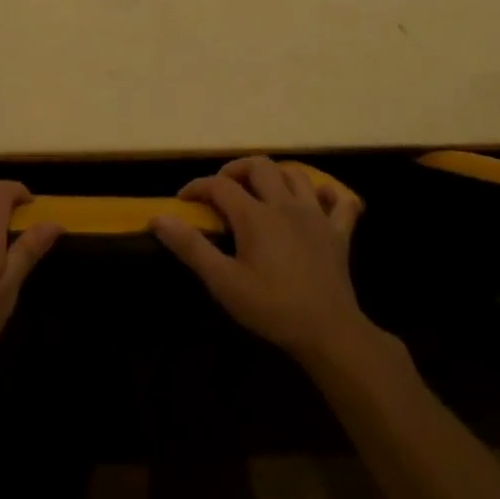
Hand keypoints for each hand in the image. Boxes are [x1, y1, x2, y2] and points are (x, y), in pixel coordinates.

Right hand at [152, 157, 367, 361]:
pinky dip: (328, 195)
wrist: (328, 331)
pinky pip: (341, 202)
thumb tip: (158, 218)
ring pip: (297, 175)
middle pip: (260, 166)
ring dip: (276, 176)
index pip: (220, 185)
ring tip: (261, 192)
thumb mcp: (223, 281)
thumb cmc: (271, 307)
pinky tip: (317, 202)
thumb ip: (191, 247)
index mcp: (255, 215)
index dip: (198, 187)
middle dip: (236, 170)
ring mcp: (316, 216)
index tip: (183, 200)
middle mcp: (285, 204)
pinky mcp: (339, 233)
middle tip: (222, 189)